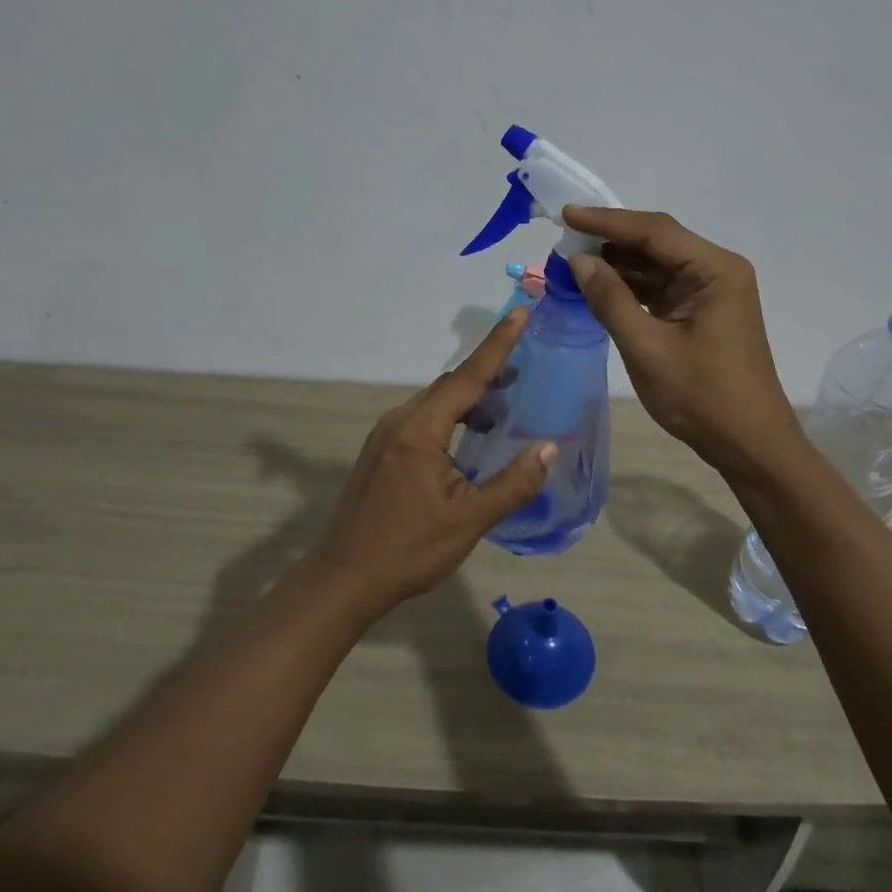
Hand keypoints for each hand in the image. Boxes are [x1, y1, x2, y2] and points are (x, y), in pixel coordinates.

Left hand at [309, 308, 555, 613]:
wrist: (343, 579)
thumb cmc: (408, 550)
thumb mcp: (468, 521)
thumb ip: (512, 483)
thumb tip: (548, 448)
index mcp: (420, 430)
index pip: (467, 377)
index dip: (498, 345)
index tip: (520, 313)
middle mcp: (399, 421)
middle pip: (449, 385)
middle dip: (488, 373)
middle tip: (525, 370)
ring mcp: (385, 435)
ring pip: (434, 403)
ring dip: (469, 399)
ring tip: (503, 408)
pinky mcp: (380, 451)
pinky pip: (422, 419)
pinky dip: (450, 418)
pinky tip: (468, 440)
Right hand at [564, 206, 802, 478]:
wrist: (749, 445)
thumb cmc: (702, 397)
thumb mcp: (647, 348)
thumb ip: (610, 299)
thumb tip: (578, 260)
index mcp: (714, 270)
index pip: (654, 231)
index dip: (607, 221)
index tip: (566, 215)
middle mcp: (715, 270)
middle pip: (656, 242)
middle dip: (608, 240)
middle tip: (562, 240)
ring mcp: (709, 291)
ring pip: (654, 264)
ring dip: (615, 264)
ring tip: (571, 262)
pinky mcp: (699, 311)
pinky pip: (658, 287)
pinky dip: (628, 286)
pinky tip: (596, 286)